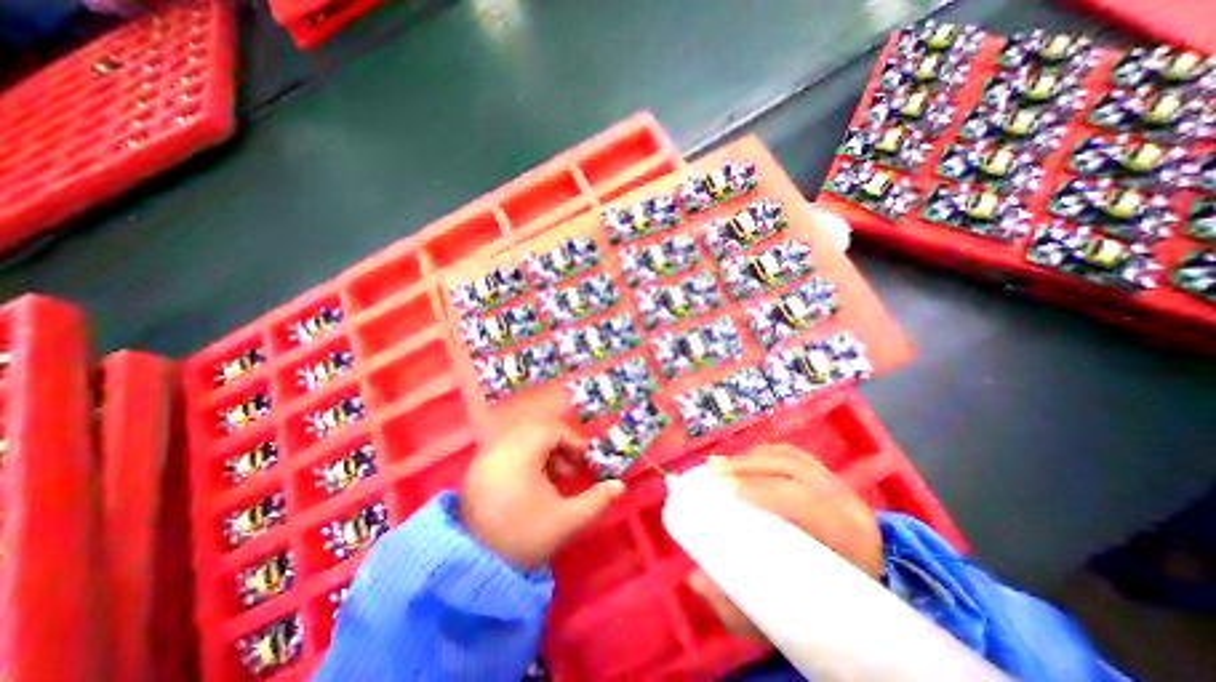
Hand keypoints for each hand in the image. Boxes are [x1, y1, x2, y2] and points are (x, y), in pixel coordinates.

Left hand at [457, 420, 626, 570]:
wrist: (472, 571)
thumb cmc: (523, 539)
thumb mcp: (565, 521)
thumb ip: (596, 501)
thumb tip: (620, 486)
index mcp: (520, 455)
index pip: (552, 430)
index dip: (574, 442)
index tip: (586, 461)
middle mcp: (499, 449)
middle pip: (536, 431)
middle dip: (559, 446)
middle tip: (570, 471)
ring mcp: (484, 458)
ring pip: (521, 438)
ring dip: (542, 451)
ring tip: (553, 479)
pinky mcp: (476, 470)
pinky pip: (506, 449)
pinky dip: (524, 457)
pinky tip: (531, 483)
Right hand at [682, 443, 885, 638]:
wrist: (876, 604)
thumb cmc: (831, 614)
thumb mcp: (790, 622)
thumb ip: (741, 608)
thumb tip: (696, 579)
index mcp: (849, 539)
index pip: (803, 500)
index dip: (762, 487)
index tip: (725, 488)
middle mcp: (847, 504)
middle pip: (792, 468)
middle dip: (748, 465)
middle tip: (713, 470)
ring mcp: (839, 487)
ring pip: (791, 457)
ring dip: (752, 457)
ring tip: (722, 464)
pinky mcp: (828, 479)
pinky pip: (792, 455)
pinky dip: (763, 454)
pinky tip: (743, 461)